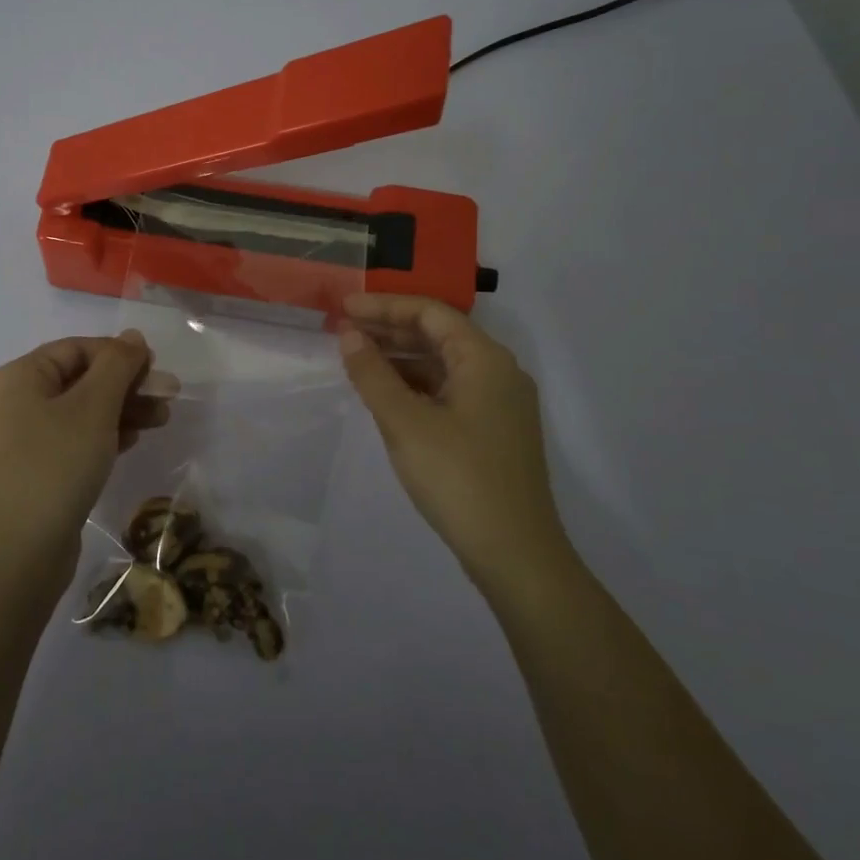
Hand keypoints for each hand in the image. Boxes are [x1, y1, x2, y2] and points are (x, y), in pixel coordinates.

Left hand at [0, 331, 177, 581]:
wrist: (15, 553)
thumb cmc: (55, 464)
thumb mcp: (94, 406)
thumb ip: (117, 365)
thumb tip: (133, 336)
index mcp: (20, 377)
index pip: (78, 348)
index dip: (119, 354)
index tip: (156, 370)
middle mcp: (15, 402)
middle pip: (80, 379)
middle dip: (126, 385)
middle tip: (168, 397)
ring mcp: (21, 441)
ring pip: (81, 412)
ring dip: (122, 411)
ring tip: (161, 421)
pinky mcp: (33, 473)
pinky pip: (73, 441)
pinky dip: (104, 436)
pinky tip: (132, 442)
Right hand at [339, 293, 560, 582]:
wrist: (516, 554)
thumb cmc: (458, 478)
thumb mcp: (405, 423)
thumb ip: (373, 374)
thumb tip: (350, 335)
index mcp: (484, 359)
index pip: (430, 313)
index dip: (384, 306)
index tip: (343, 308)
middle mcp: (498, 371)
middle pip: (438, 334)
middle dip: (390, 330)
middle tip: (344, 332)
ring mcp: (499, 403)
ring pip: (443, 364)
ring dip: (401, 358)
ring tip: (357, 360)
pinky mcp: (494, 430)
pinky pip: (450, 390)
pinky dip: (416, 385)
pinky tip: (387, 394)